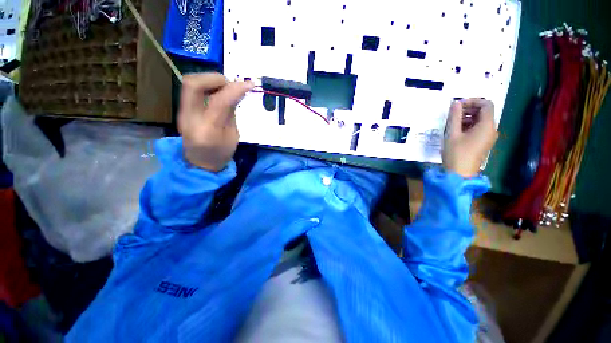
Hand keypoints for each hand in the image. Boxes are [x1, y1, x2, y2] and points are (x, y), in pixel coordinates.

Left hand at [178, 73, 253, 171]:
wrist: (199, 164)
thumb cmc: (221, 154)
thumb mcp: (233, 136)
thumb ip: (232, 113)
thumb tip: (236, 92)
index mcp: (208, 130)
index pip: (219, 101)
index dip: (235, 89)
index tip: (249, 84)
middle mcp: (190, 118)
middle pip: (193, 84)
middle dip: (215, 78)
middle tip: (230, 84)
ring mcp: (182, 112)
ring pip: (189, 83)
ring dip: (209, 80)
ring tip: (225, 87)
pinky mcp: (181, 109)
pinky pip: (191, 90)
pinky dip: (206, 85)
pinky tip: (216, 92)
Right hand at [442, 99, 498, 177]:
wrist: (460, 174)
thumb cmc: (456, 153)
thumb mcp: (452, 134)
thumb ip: (454, 117)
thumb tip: (455, 103)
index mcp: (487, 126)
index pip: (486, 105)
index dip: (473, 101)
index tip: (458, 105)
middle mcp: (491, 129)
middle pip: (484, 112)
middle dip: (469, 109)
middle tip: (453, 113)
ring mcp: (488, 137)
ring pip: (481, 121)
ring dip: (468, 118)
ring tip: (453, 122)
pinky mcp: (483, 143)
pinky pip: (479, 129)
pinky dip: (469, 126)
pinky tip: (457, 131)